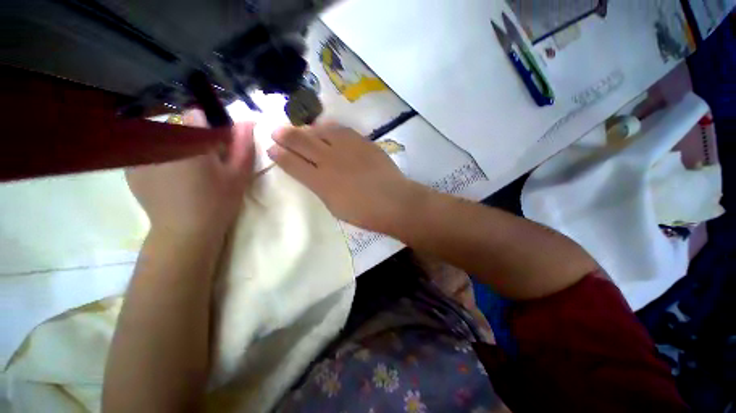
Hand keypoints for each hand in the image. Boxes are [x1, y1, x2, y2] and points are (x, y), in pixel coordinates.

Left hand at [127, 113, 255, 240]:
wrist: (186, 232)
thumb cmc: (218, 201)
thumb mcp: (239, 174)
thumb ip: (243, 145)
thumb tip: (247, 121)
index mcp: (189, 141)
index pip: (196, 115)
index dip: (210, 129)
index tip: (217, 147)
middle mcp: (160, 141)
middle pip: (177, 126)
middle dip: (192, 138)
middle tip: (204, 163)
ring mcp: (142, 155)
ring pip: (161, 138)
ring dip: (175, 147)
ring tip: (186, 172)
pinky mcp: (132, 169)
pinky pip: (147, 152)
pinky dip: (158, 158)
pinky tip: (169, 178)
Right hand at [267, 123, 425, 232]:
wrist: (394, 201)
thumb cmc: (364, 213)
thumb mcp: (335, 207)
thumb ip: (321, 188)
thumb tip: (313, 175)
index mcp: (320, 182)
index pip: (292, 164)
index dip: (279, 155)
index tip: (271, 148)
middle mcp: (329, 161)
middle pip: (301, 142)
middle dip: (285, 135)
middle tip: (276, 131)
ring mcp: (346, 148)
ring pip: (320, 131)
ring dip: (307, 129)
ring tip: (301, 130)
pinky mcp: (362, 142)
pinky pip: (341, 129)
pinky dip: (329, 128)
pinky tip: (326, 128)